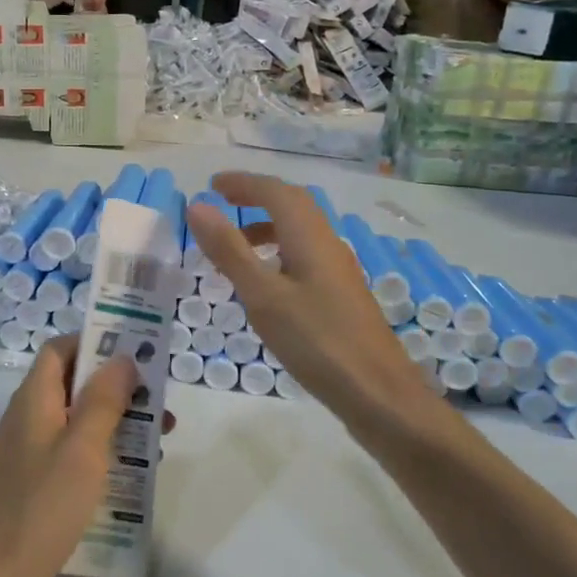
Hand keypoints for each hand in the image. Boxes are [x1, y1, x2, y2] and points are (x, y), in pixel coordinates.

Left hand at [0, 336, 171, 576]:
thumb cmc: (43, 504)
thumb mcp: (83, 448)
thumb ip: (104, 400)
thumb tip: (122, 357)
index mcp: (34, 399)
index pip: (60, 350)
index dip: (93, 343)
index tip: (133, 352)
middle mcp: (28, 418)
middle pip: (72, 384)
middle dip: (116, 387)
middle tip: (157, 401)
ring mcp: (29, 453)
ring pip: (76, 421)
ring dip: (115, 422)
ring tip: (159, 438)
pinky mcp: (34, 483)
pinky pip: (71, 452)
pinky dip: (101, 452)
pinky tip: (131, 474)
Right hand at [186, 173, 448, 431]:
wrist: (377, 393)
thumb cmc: (316, 341)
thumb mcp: (263, 295)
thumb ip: (229, 250)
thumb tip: (198, 207)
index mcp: (310, 237)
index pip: (276, 192)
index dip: (243, 183)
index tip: (212, 186)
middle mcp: (328, 244)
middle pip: (293, 205)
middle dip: (257, 196)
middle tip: (223, 201)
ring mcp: (338, 270)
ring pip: (301, 231)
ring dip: (268, 225)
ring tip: (236, 243)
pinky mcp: (341, 295)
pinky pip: (305, 254)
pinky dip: (279, 251)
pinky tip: (267, 280)